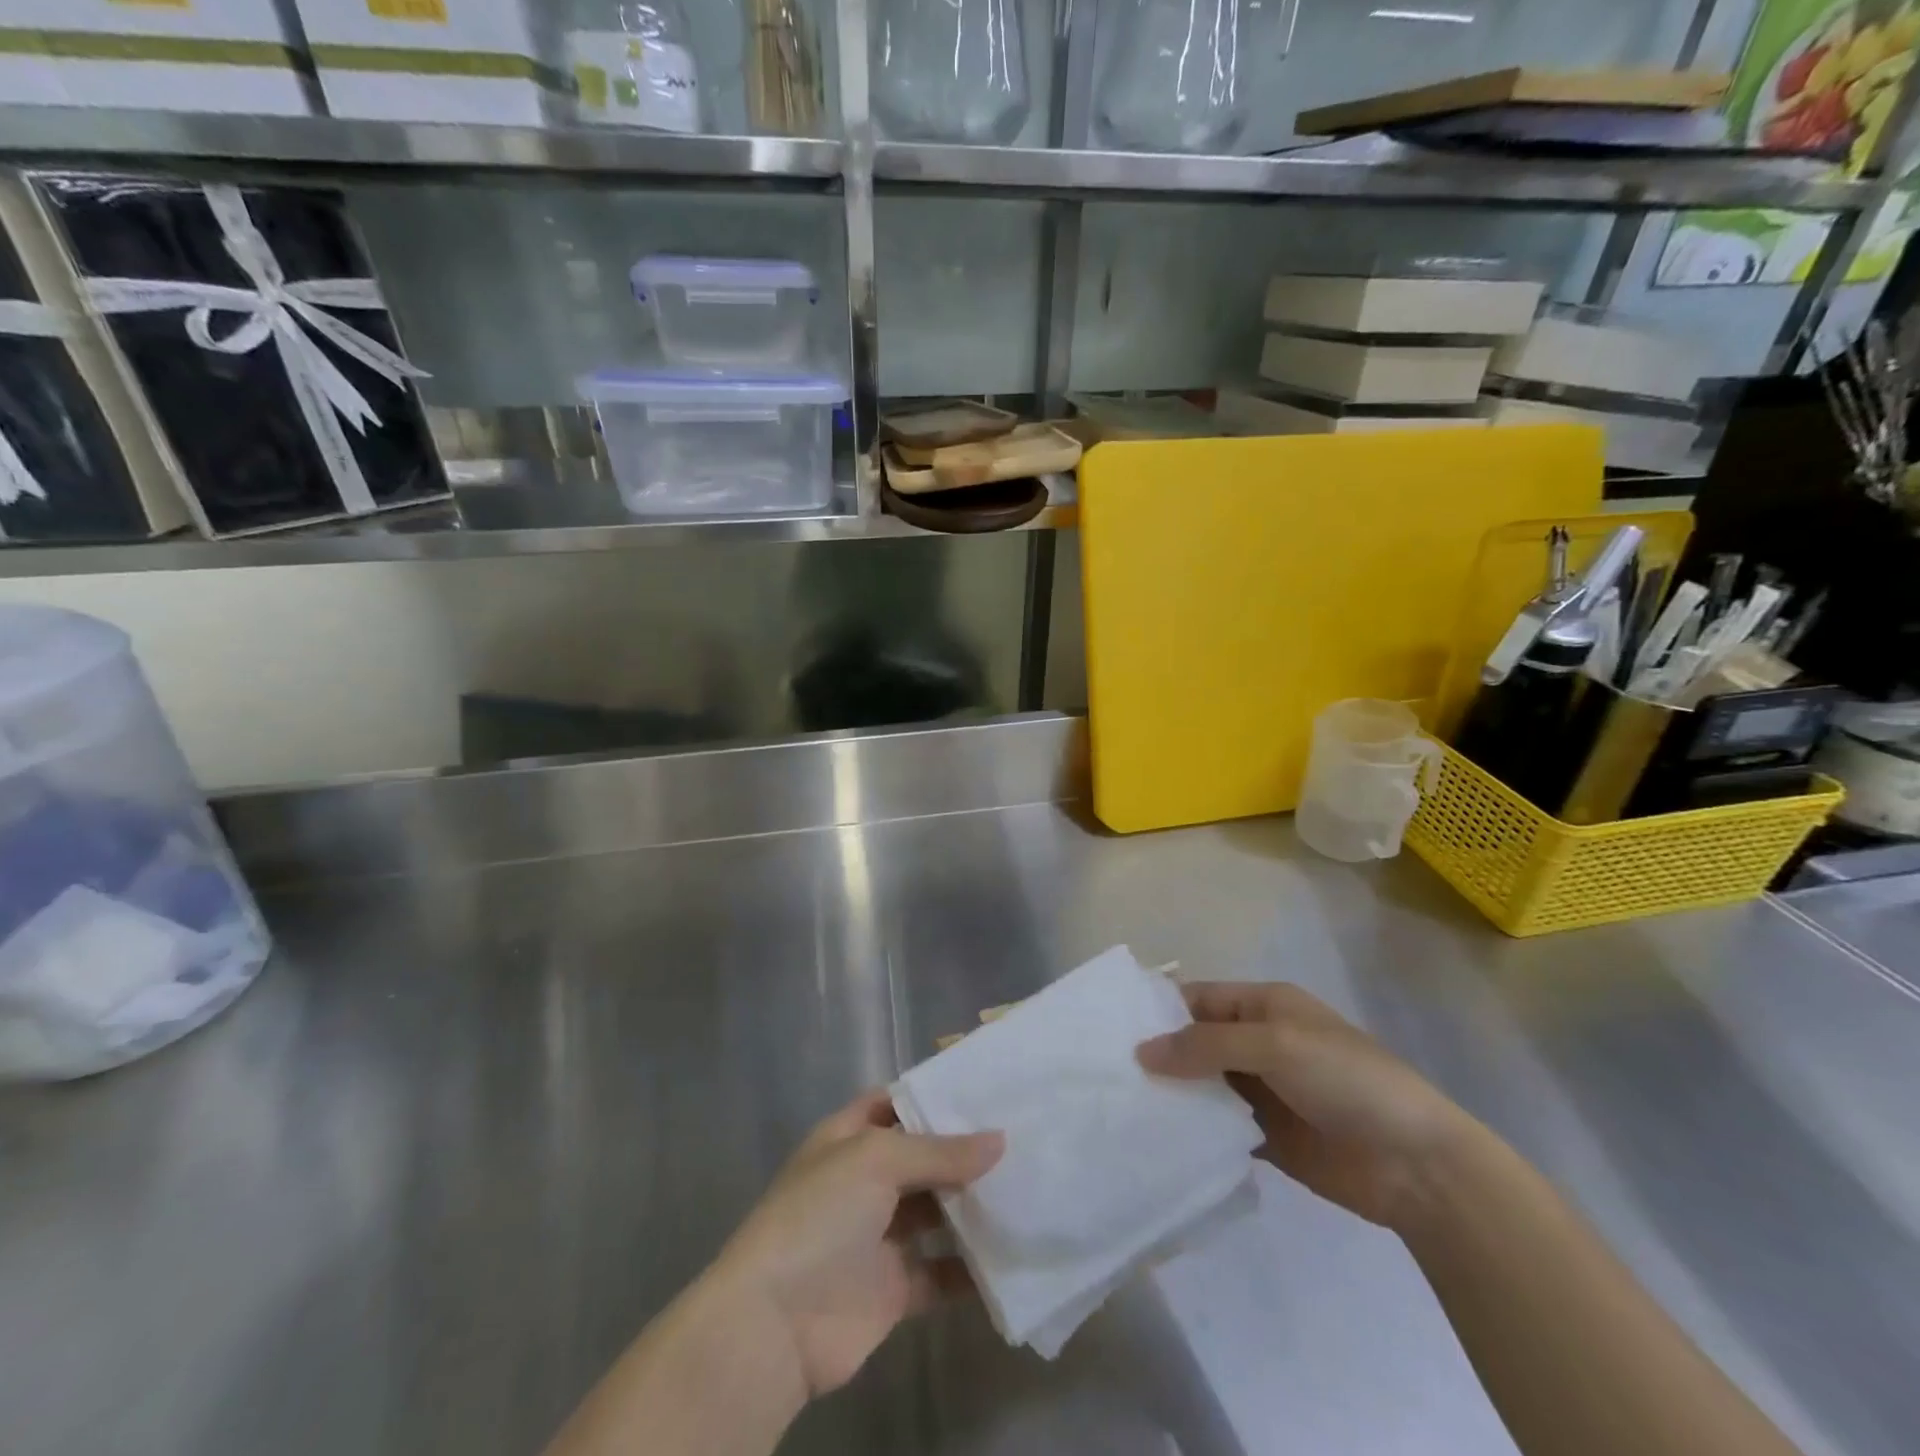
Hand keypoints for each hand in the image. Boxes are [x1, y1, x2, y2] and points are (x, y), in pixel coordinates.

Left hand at [705, 1091, 1002, 1399]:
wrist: (776, 1324)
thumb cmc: (820, 1215)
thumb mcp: (876, 1160)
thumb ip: (939, 1151)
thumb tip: (999, 1140)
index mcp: (848, 1139)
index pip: (894, 1103)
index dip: (931, 1095)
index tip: (982, 1089)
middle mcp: (864, 1181)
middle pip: (921, 1157)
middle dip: (963, 1150)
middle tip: (1020, 1136)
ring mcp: (878, 1235)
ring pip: (936, 1212)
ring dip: (972, 1205)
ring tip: (1027, 1186)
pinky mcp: (894, 1288)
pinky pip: (942, 1271)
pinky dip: (972, 1267)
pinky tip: (1012, 1251)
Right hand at [1138, 982, 1480, 1232]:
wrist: (1417, 1166)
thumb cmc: (1346, 1080)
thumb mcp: (1274, 1045)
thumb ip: (1206, 1046)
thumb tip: (1140, 1052)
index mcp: (1265, 1006)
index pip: (1199, 999)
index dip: (1159, 1010)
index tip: (1109, 1028)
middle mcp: (1259, 1043)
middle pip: (1197, 1042)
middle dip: (1159, 1054)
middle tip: (1105, 1071)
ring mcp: (1263, 1091)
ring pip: (1204, 1085)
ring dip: (1173, 1093)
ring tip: (1119, 1105)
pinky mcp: (1266, 1137)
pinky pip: (1219, 1125)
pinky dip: (1193, 1129)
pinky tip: (1156, 1138)